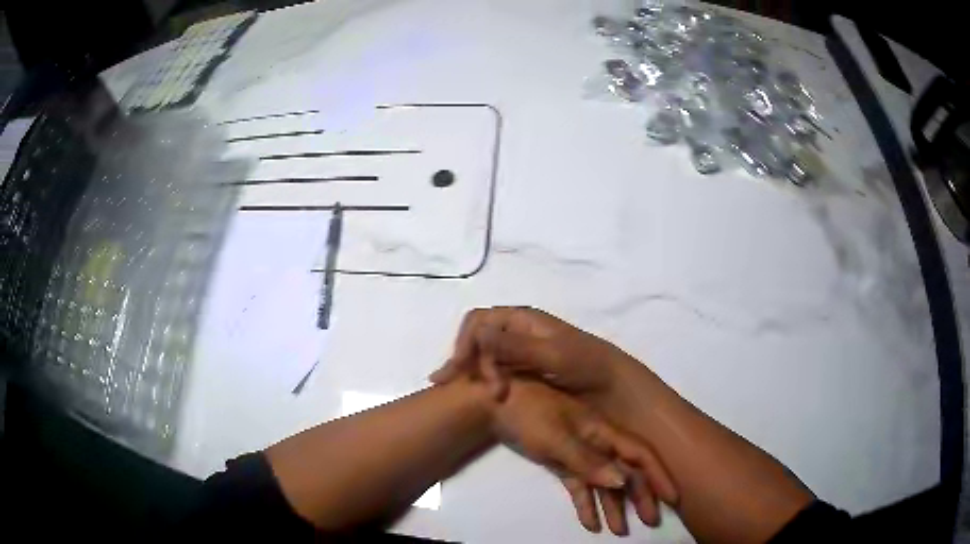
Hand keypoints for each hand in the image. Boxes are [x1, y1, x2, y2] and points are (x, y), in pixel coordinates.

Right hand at [431, 307, 634, 401]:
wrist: (614, 391)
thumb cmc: (588, 368)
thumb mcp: (553, 356)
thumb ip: (516, 346)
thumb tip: (478, 332)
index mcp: (523, 319)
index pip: (479, 322)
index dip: (466, 344)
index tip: (464, 371)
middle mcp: (516, 332)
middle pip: (476, 339)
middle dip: (465, 361)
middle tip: (462, 388)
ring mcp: (518, 353)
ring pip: (481, 356)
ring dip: (470, 373)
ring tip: (463, 394)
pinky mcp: (522, 372)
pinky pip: (493, 371)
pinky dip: (481, 382)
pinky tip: (477, 397)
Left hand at [490, 378, 676, 533]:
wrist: (490, 401)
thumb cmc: (527, 412)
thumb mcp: (557, 437)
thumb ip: (589, 460)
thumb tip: (624, 481)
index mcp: (602, 429)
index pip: (639, 454)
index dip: (658, 475)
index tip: (672, 498)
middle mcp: (596, 441)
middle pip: (626, 470)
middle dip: (640, 496)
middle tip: (651, 522)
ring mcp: (578, 452)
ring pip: (603, 482)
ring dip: (613, 505)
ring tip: (620, 530)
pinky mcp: (560, 461)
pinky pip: (578, 485)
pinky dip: (585, 503)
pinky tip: (590, 523)